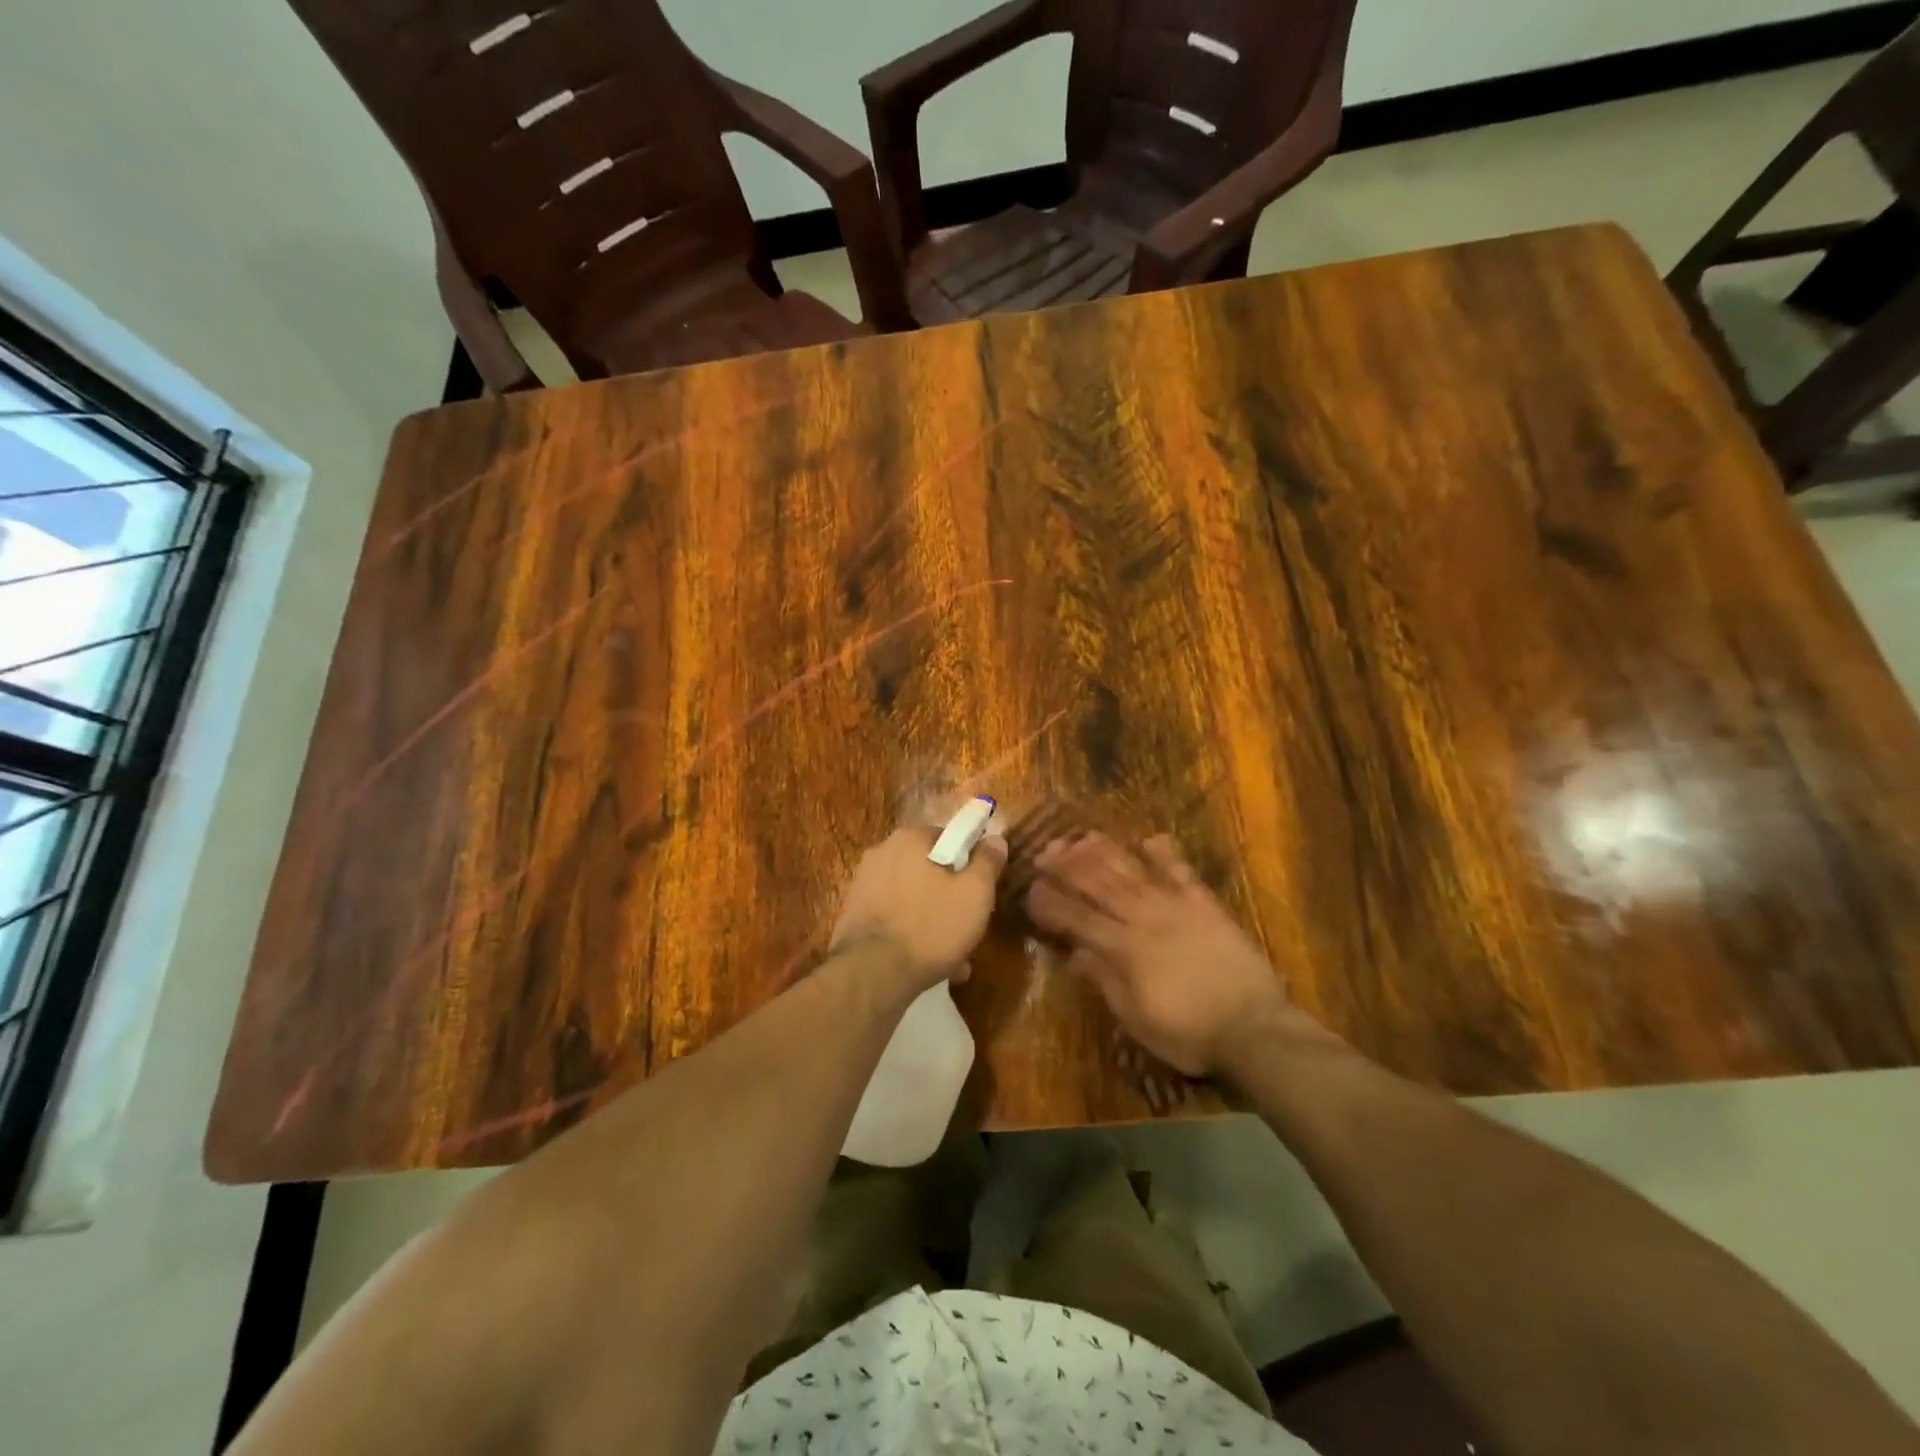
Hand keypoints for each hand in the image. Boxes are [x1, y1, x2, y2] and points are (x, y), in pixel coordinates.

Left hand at [830, 822, 1006, 990]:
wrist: (872, 973)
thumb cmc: (931, 926)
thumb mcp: (975, 892)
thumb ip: (988, 861)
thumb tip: (995, 838)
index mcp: (910, 838)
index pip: (950, 839)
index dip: (971, 865)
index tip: (981, 893)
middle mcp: (882, 852)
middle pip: (931, 870)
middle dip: (952, 898)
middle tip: (969, 927)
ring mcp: (864, 884)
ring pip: (914, 898)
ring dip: (934, 920)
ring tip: (954, 958)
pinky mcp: (855, 914)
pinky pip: (895, 917)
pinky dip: (912, 933)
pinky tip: (927, 962)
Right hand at [1027, 833, 1304, 1076]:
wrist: (1253, 1027)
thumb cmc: (1189, 1033)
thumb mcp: (1137, 1019)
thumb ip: (1105, 981)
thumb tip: (1076, 954)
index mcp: (1122, 950)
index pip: (1076, 918)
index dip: (1050, 902)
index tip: (1031, 889)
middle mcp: (1142, 919)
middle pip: (1098, 885)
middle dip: (1067, 866)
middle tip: (1044, 850)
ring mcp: (1175, 907)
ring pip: (1131, 871)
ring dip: (1103, 852)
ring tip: (1081, 837)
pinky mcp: (1204, 905)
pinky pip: (1181, 873)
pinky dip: (1164, 854)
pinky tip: (1149, 839)